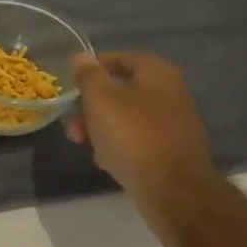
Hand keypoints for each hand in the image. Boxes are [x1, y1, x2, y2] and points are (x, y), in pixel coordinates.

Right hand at [68, 52, 216, 205]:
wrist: (173, 189)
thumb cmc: (133, 136)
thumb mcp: (101, 100)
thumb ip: (89, 76)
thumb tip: (82, 57)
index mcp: (157, 73)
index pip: (119, 58)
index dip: (93, 68)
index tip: (72, 84)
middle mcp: (171, 92)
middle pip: (122, 89)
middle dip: (92, 105)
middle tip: (74, 122)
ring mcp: (174, 122)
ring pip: (127, 116)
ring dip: (102, 126)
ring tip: (84, 143)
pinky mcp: (172, 148)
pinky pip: (138, 137)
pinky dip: (120, 143)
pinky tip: (106, 159)